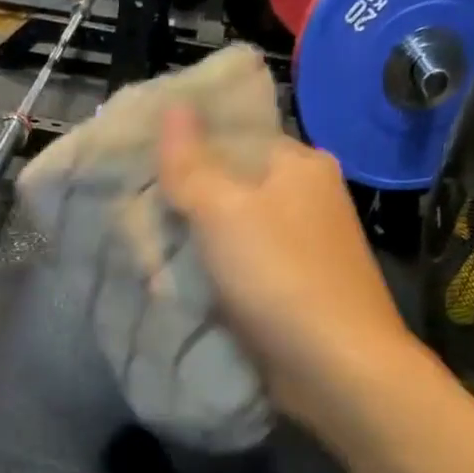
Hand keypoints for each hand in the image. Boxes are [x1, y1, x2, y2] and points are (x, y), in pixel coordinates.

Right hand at [156, 107, 415, 436]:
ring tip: (151, 253)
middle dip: (188, 202)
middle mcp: (309, 199)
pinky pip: (247, 272)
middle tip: (138, 215)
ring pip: (238, 233)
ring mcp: (307, 249)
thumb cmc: (279, 277)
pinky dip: (219, 277)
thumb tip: (174, 105)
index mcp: (300, 164)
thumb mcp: (224, 211)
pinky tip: (188, 288)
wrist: (335, 367)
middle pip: (235, 187)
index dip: (188, 146)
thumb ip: (192, 163)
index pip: (236, 135)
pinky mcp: (299, 292)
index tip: (141, 165)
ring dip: (200, 245)